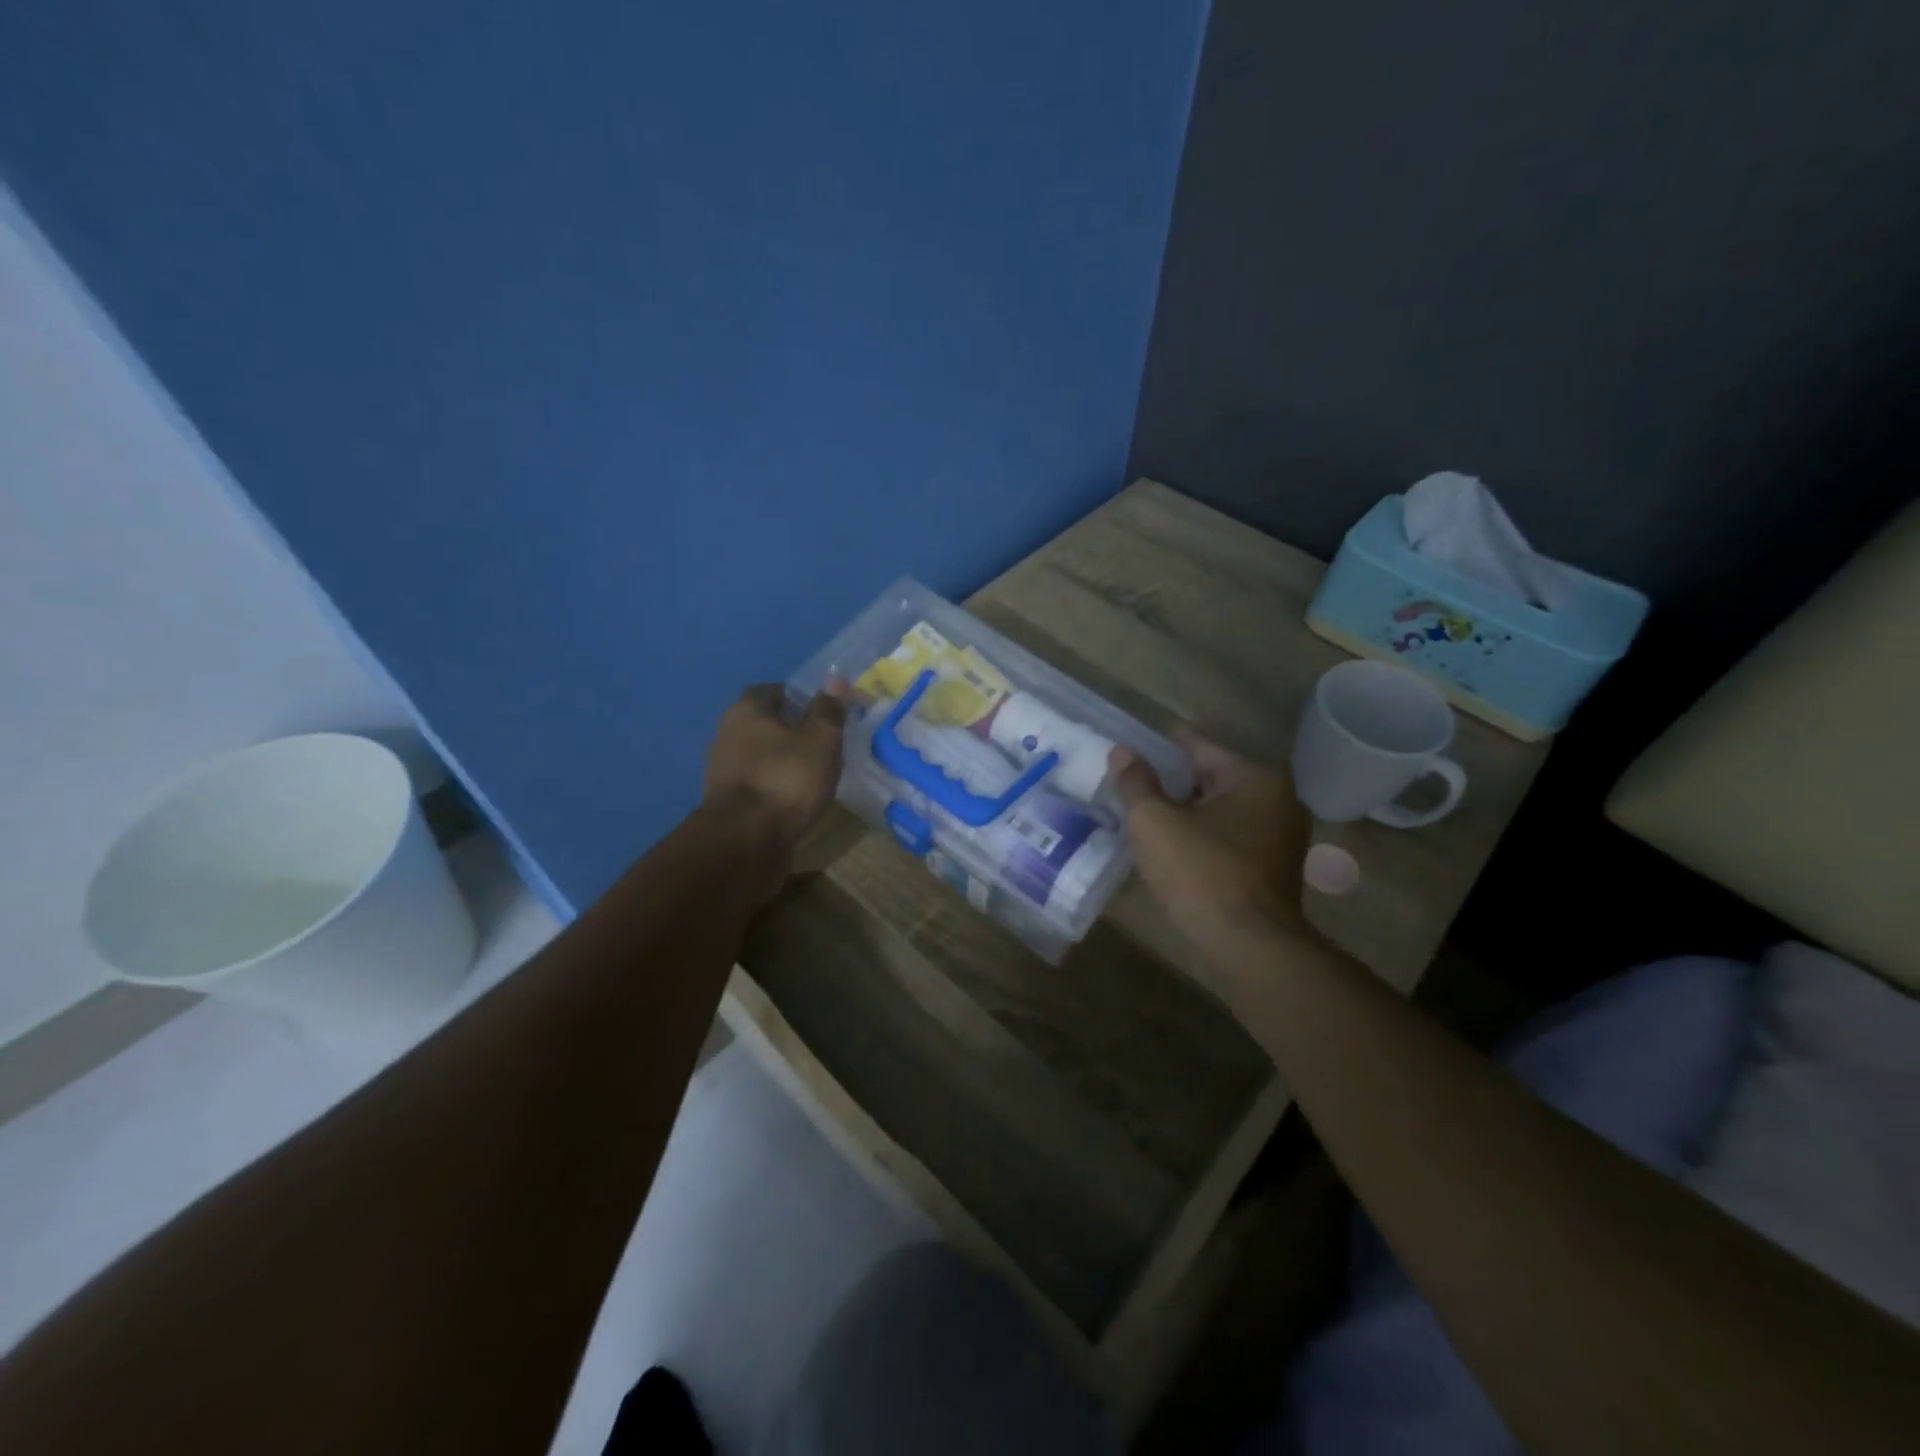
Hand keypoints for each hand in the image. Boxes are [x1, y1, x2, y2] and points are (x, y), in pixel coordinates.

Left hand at [704, 681, 848, 854]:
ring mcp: (722, 771)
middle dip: (790, 730)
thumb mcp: (821, 739)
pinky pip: (757, 784)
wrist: (746, 840)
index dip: (797, 697)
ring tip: (813, 773)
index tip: (821, 711)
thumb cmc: (787, 778)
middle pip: (762, 723)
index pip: (771, 690)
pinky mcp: (726, 803)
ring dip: (781, 761)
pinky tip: (796, 798)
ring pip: (759, 756)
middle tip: (822, 742)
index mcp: (746, 710)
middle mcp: (726, 734)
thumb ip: (829, 710)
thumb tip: (835, 680)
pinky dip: (774, 786)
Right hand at [1110, 730, 1311, 952]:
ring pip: (1223, 812)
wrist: (1248, 946)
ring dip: (1190, 812)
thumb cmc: (1200, 872)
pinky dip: (1205, 837)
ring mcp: (1283, 838)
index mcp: (1255, 778)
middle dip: (1176, 782)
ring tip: (1149, 815)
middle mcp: (1279, 800)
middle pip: (1213, 779)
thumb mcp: (1154, 821)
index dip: (1165, 744)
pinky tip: (1176, 848)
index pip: (1200, 747)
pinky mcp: (1276, 870)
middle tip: (1137, 783)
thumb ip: (1136, 782)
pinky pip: (1232, 839)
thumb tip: (1123, 752)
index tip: (1140, 741)